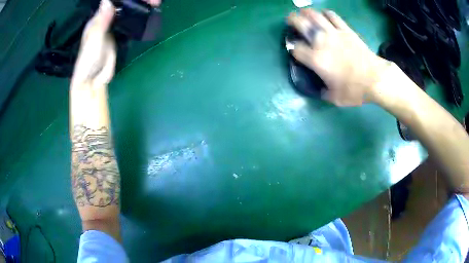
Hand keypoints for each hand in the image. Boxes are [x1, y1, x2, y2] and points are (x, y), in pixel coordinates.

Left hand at [71, 0, 161, 87]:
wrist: (94, 80)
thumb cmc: (89, 61)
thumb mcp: (94, 41)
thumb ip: (100, 23)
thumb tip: (107, 1)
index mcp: (97, 19)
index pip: (110, 2)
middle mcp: (105, 19)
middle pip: (121, 5)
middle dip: (137, 1)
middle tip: (154, 1)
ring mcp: (113, 27)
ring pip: (127, 11)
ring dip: (139, 6)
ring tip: (155, 4)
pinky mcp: (120, 35)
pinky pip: (130, 22)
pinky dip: (139, 16)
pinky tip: (148, 13)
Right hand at [287, 9, 391, 105]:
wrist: (375, 79)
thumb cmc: (355, 90)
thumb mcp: (335, 98)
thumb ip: (324, 92)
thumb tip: (320, 90)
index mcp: (316, 59)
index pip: (296, 48)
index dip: (292, 48)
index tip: (294, 50)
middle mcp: (321, 42)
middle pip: (301, 24)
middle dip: (292, 20)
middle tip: (291, 19)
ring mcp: (334, 33)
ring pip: (316, 16)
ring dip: (307, 12)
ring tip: (304, 12)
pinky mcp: (346, 30)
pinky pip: (333, 17)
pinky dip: (327, 14)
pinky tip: (325, 15)